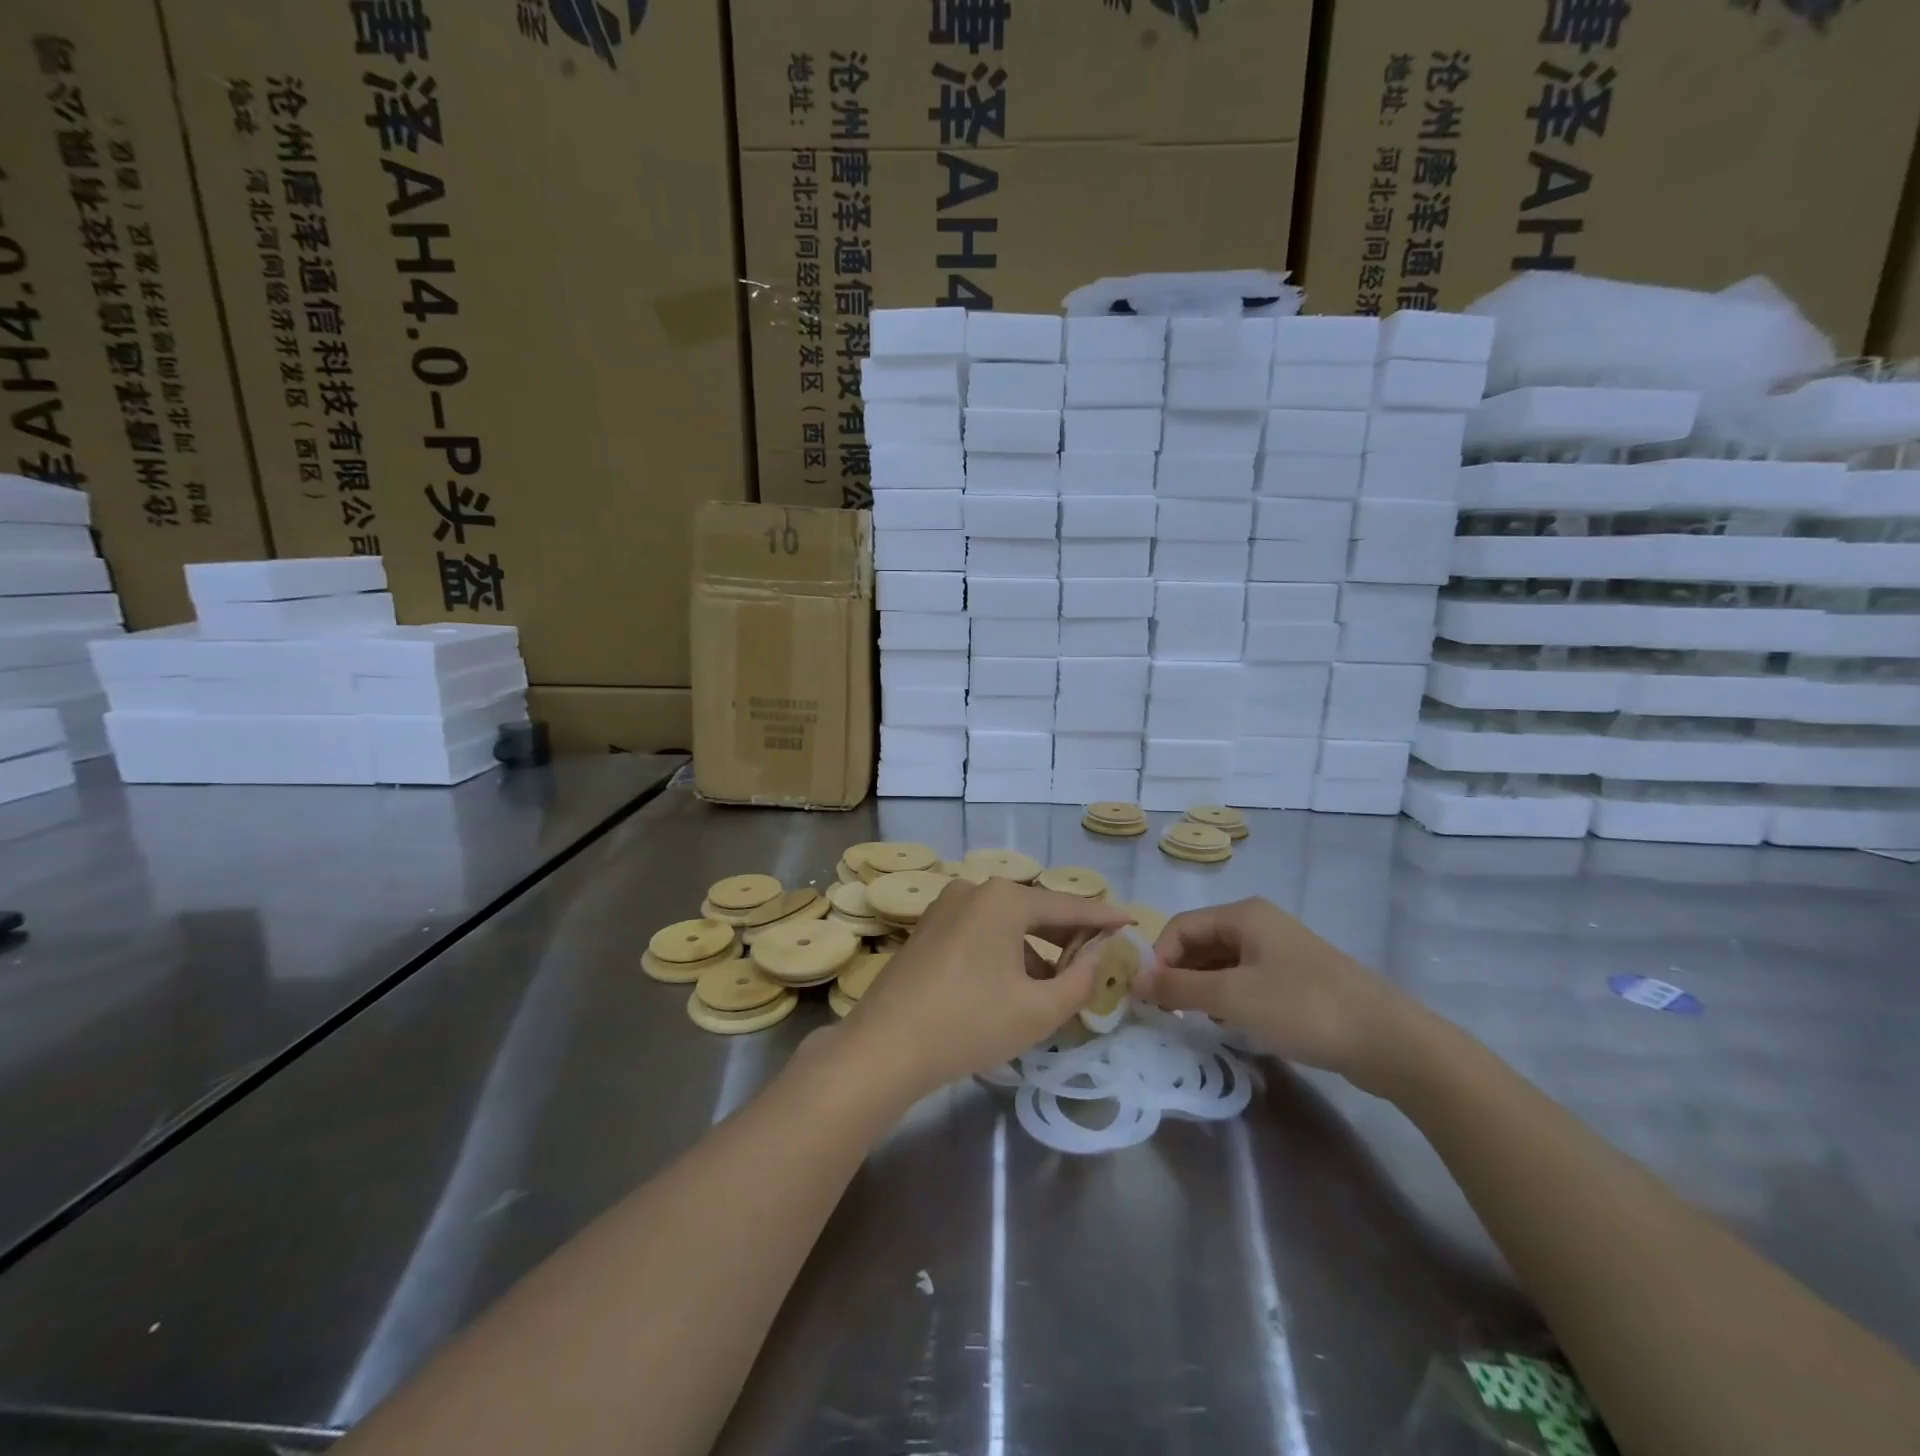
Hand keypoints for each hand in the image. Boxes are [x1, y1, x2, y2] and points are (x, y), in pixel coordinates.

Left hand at [841, 878, 1132, 1101]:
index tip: (1132, 921)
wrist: (885, 1047)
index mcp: (1004, 900)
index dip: (1103, 917)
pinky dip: (1004, 950)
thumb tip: (1098, 952)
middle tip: (1099, 955)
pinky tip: (1013, 984)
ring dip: (1035, 948)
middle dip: (1068, 935)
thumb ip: (1081, 979)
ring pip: (1006, 922)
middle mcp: (974, 890)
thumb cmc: (969, 1025)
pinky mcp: (928, 927)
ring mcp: (946, 906)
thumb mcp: (1038, 1010)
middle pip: (1035, 910)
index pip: (1068, 906)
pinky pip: (980, 931)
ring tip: (1056, 983)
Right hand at [1134, 897, 1425, 1096]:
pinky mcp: (1296, 979)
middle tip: (1165, 1013)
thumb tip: (1133, 979)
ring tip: (1193, 1022)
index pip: (1180, 927)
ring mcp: (1280, 951)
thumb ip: (1178, 987)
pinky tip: (1228, 1025)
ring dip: (1202, 989)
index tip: (1147, 998)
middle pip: (1200, 942)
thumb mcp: (1232, 997)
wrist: (1388, 1041)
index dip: (1158, 959)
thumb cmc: (1302, 1008)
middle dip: (1178, 974)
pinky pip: (1246, 980)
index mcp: (1243, 915)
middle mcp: (1259, 924)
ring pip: (1222, 963)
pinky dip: (1228, 998)